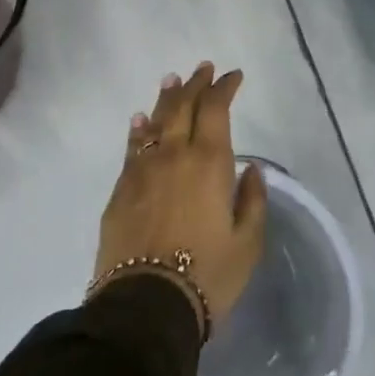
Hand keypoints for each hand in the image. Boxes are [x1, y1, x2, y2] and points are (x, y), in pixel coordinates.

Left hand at [93, 62, 266, 334]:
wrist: (145, 307)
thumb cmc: (207, 276)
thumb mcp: (247, 244)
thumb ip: (253, 201)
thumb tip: (251, 169)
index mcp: (209, 161)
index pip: (216, 108)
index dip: (224, 87)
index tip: (233, 76)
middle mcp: (175, 154)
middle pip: (184, 106)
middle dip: (195, 84)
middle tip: (203, 68)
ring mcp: (143, 169)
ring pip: (156, 121)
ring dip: (167, 98)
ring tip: (172, 80)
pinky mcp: (121, 190)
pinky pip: (132, 147)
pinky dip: (139, 129)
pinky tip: (140, 120)